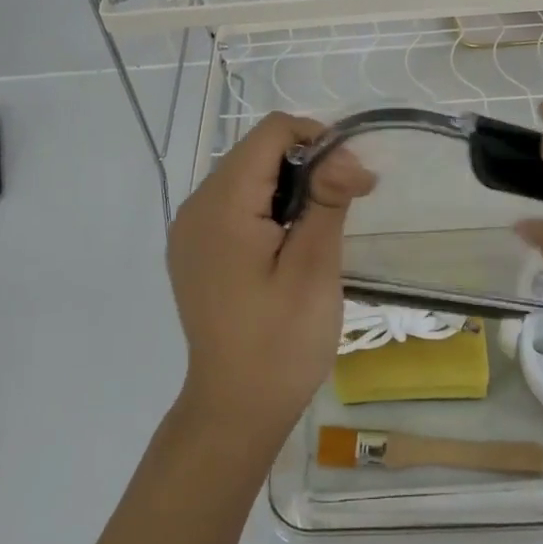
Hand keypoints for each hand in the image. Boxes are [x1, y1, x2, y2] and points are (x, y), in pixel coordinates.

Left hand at [165, 113, 375, 445]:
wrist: (234, 411)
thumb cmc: (280, 344)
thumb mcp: (314, 269)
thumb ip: (327, 200)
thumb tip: (345, 153)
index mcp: (221, 206)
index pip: (271, 132)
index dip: (318, 139)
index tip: (351, 178)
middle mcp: (196, 206)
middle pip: (257, 150)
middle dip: (307, 163)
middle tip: (345, 204)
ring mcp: (191, 229)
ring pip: (248, 174)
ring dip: (290, 185)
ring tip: (319, 228)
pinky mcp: (195, 248)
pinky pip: (235, 202)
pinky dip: (269, 206)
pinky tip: (289, 243)